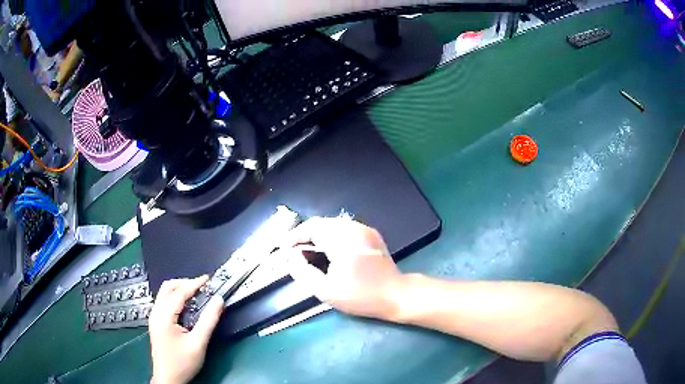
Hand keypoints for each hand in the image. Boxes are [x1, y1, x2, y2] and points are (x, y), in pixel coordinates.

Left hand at [149, 276, 223, 383]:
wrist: (168, 379)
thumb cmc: (182, 363)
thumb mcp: (198, 344)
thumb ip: (208, 321)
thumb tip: (218, 301)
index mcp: (164, 316)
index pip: (179, 293)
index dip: (194, 284)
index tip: (208, 279)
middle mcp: (156, 313)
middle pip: (167, 288)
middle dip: (185, 283)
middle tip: (202, 287)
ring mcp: (154, 317)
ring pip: (165, 294)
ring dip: (180, 290)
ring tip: (197, 294)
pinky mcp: (156, 323)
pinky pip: (165, 302)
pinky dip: (176, 298)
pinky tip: (187, 307)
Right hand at [283, 217, 405, 319]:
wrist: (396, 295)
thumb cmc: (361, 295)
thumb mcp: (326, 290)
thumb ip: (303, 272)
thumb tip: (290, 257)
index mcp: (342, 239)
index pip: (312, 228)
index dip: (295, 236)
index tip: (283, 247)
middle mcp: (354, 228)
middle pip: (321, 224)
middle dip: (305, 236)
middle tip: (294, 251)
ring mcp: (364, 230)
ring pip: (332, 225)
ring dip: (317, 236)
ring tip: (307, 252)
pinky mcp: (370, 235)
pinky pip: (344, 229)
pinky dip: (331, 237)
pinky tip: (327, 251)